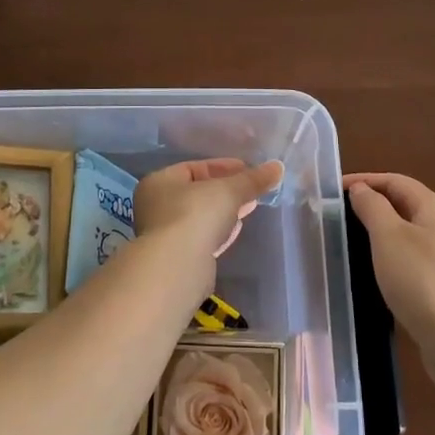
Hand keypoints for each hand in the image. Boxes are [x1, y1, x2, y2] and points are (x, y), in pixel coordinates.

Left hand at [133, 158, 284, 261]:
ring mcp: (165, 234)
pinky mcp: (177, 258)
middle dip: (227, 190)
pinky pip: (202, 238)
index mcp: (160, 182)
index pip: (194, 168)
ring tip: (249, 207)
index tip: (248, 169)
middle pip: (198, 193)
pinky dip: (218, 231)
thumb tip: (278, 167)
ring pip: (201, 217)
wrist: (177, 267)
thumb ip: (252, 180)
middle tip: (252, 189)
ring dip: (224, 212)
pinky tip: (235, 230)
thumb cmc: (195, 215)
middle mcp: (157, 206)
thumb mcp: (229, 191)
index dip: (223, 167)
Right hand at [343, 172, 434, 351]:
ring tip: (352, 236)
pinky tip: (376, 265)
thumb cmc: (420, 279)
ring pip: (407, 229)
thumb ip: (372, 207)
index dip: (364, 180)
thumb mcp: (388, 236)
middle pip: (403, 202)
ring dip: (380, 227)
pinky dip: (390, 250)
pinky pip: (411, 253)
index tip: (334, 190)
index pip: (395, 181)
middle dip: (372, 202)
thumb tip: (361, 189)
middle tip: (340, 212)